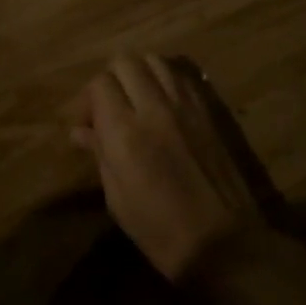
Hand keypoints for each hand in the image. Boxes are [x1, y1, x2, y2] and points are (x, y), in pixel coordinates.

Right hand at [67, 55, 270, 282]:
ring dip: (139, 73)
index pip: (100, 84)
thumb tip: (80, 131)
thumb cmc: (161, 231)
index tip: (88, 123)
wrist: (225, 244)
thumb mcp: (118, 200)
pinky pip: (181, 74)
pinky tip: (164, 102)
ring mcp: (186, 105)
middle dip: (111, 79)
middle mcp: (155, 108)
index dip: (89, 99)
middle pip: (125, 61)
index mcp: (125, 133)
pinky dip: (166, 78)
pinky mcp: (209, 109)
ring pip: (154, 60)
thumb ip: (100, 155)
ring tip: (137, 99)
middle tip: (110, 107)